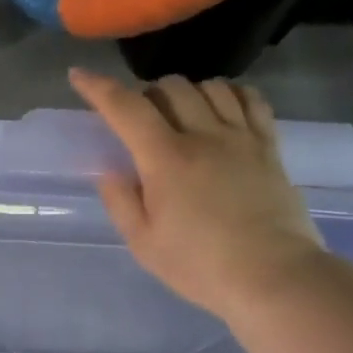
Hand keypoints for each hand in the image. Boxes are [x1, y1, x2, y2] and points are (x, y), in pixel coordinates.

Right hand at [70, 68, 323, 318]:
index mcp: (165, 159)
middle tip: (139, 120)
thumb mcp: (143, 243)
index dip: (98, 88)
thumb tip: (110, 170)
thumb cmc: (199, 265)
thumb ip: (121, 201)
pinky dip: (230, 94)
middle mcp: (204, 136)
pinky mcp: (269, 146)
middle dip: (145, 94)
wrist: (273, 276)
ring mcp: (242, 137)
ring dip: (187, 92)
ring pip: (210, 86)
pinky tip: (221, 109)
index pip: (126, 108)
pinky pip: (251, 99)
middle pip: (170, 87)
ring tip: (180, 114)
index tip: (79, 75)